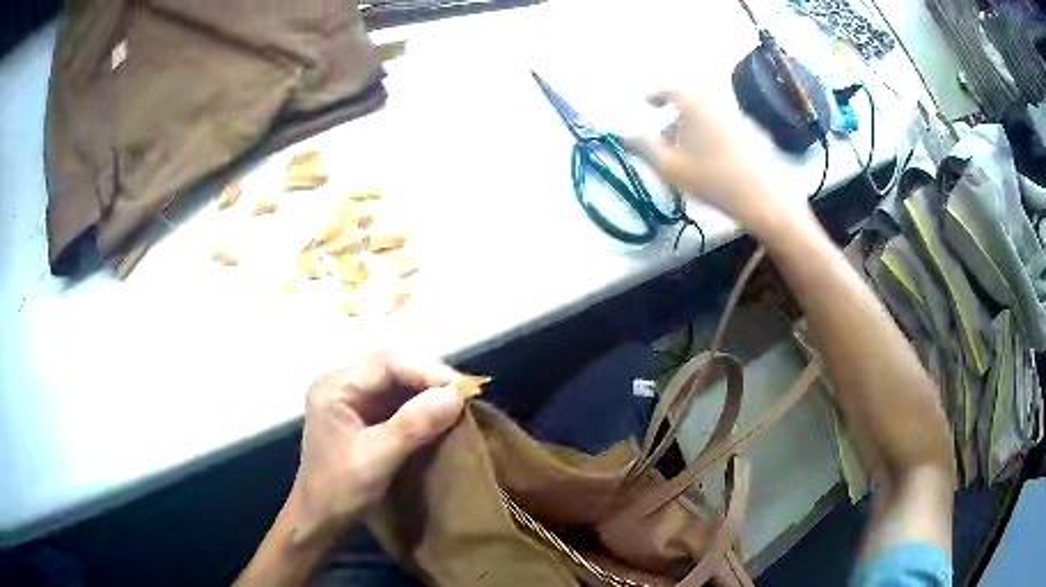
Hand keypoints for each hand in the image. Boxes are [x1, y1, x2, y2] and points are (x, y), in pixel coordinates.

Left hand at [289, 351, 463, 544]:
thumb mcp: (375, 459)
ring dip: (429, 390)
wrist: (320, 520)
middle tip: (467, 395)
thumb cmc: (339, 491)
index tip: (463, 389)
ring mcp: (353, 399)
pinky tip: (441, 414)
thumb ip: (412, 425)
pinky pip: (398, 400)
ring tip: (460, 403)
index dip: (427, 370)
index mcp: (335, 387)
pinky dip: (422, 405)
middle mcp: (343, 384)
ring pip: (398, 381)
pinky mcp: (364, 415)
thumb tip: (455, 395)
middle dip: (431, 378)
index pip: (387, 363)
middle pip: (393, 367)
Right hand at [629, 91, 812, 237]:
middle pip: (691, 106)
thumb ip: (643, 147)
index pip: (670, 91)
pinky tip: (717, 165)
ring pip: (710, 119)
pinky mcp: (757, 136)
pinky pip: (726, 130)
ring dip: (695, 131)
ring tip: (691, 158)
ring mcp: (740, 119)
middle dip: (675, 121)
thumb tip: (626, 134)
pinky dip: (715, 139)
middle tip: (666, 143)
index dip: (655, 96)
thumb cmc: (712, 179)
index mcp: (694, 105)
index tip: (647, 104)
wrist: (766, 199)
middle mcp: (718, 104)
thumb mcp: (669, 167)